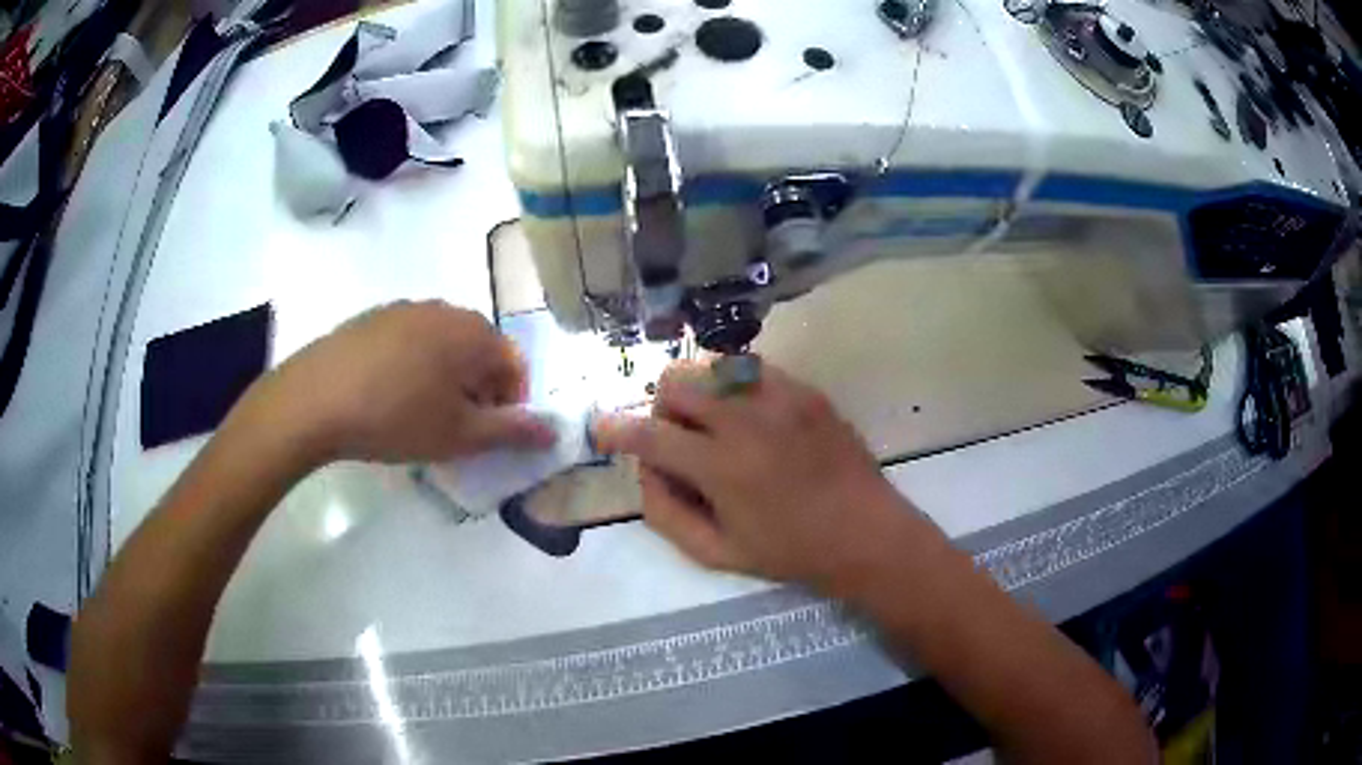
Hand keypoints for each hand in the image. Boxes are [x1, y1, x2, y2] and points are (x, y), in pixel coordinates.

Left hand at [246, 301, 555, 465]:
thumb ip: (513, 431)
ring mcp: (405, 308)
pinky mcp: (372, 318)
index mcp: (473, 332)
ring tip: (421, 414)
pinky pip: (410, 341)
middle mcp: (445, 309)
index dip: (511, 404)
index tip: (488, 436)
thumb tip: (556, 429)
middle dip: (478, 391)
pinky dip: (413, 367)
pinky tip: (388, 395)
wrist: (315, 399)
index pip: (514, 364)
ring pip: (443, 345)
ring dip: (446, 379)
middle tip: (456, 429)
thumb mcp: (461, 435)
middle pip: (479, 351)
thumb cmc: (397, 417)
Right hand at [595, 360, 912, 588]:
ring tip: (715, 425)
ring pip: (712, 365)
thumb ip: (666, 513)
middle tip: (679, 440)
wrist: (866, 532)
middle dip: (661, 409)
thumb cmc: (791, 552)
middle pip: (677, 382)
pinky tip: (750, 417)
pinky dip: (734, 386)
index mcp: (723, 468)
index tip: (601, 426)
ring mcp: (781, 398)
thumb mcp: (718, 554)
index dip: (615, 429)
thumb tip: (645, 471)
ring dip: (698, 392)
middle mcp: (747, 421)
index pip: (650, 436)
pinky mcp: (805, 390)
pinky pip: (752, 368)